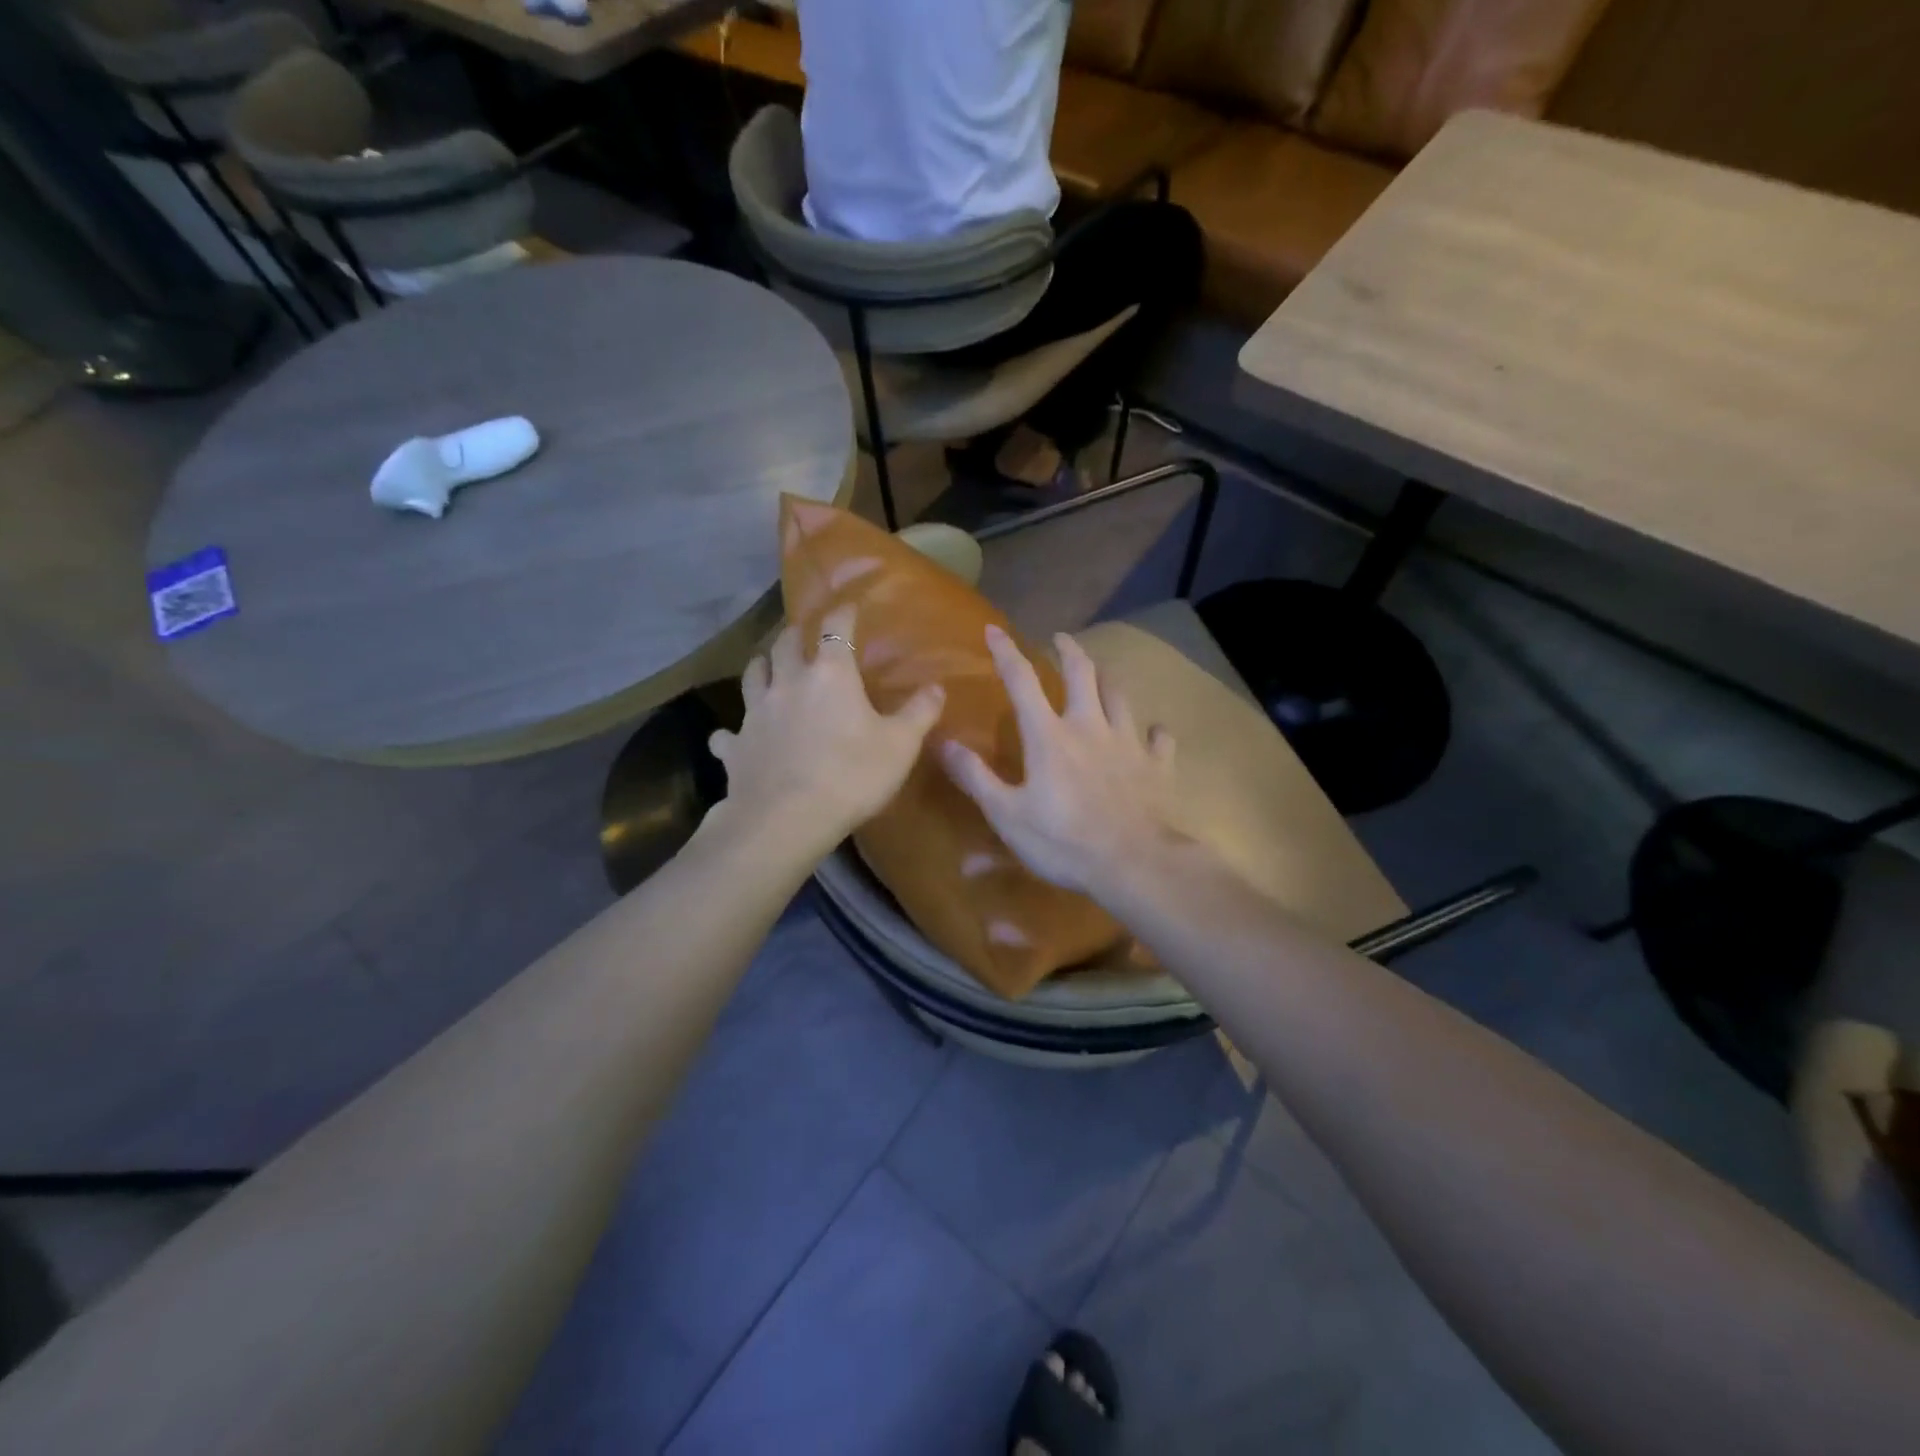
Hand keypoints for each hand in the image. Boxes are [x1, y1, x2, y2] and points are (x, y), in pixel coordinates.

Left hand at [707, 603, 944, 853]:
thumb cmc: (852, 776)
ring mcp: (755, 713)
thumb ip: (920, 713)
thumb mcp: (901, 746)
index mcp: (830, 674)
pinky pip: (728, 732)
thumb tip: (937, 686)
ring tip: (769, 668)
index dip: (843, 614)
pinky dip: (733, 731)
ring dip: (762, 667)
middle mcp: (788, 682)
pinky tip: (736, 738)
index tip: (848, 607)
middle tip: (803, 635)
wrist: (788, 820)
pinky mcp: (735, 746)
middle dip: (795, 634)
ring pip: (752, 675)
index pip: (835, 629)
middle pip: (784, 643)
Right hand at [941, 625, 1183, 896]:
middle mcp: (1090, 726)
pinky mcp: (1157, 765)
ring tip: (1100, 674)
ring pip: (1119, 697)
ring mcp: (1129, 743)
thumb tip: (944, 742)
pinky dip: (1153, 732)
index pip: (1022, 681)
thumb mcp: (1006, 815)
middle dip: (1069, 650)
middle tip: (1061, 638)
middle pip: (1082, 673)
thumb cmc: (1063, 841)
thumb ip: (975, 777)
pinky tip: (1152, 733)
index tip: (994, 629)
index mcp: (1049, 736)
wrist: (1134, 863)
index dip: (1006, 652)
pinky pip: (1159, 738)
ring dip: (1107, 680)